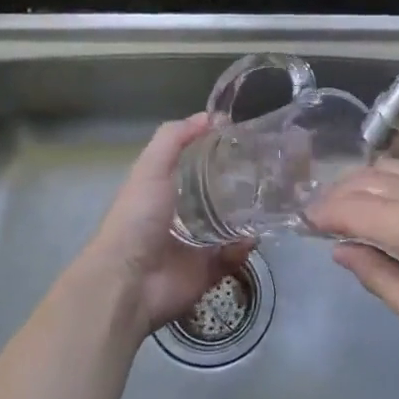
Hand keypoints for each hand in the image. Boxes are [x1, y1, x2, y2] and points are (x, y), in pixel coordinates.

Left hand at [74, 115, 253, 338]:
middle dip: (239, 184)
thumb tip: (213, 117)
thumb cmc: (137, 217)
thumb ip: (175, 138)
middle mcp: (180, 214)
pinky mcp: (208, 271)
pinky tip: (252, 235)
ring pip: (230, 225)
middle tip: (266, 170)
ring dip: (247, 216)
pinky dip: (244, 247)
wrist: (129, 281)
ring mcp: (195, 244)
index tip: (245, 139)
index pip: (195, 164)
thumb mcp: (151, 167)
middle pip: (216, 194)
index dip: (217, 151)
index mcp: (164, 189)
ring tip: (269, 200)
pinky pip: (234, 256)